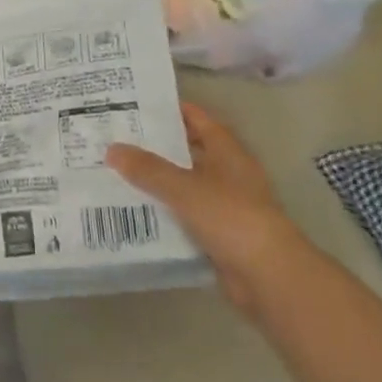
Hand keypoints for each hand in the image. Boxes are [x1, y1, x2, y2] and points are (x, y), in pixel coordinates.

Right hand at [106, 103, 304, 311]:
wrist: (270, 277)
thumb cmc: (231, 217)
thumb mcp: (184, 187)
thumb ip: (148, 169)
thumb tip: (112, 149)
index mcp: (228, 152)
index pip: (198, 119)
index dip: (171, 110)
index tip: (136, 104)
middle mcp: (229, 174)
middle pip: (189, 151)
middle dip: (157, 146)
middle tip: (118, 138)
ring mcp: (226, 206)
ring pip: (185, 185)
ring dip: (158, 181)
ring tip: (117, 172)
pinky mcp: (220, 235)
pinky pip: (185, 215)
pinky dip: (165, 212)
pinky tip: (135, 210)